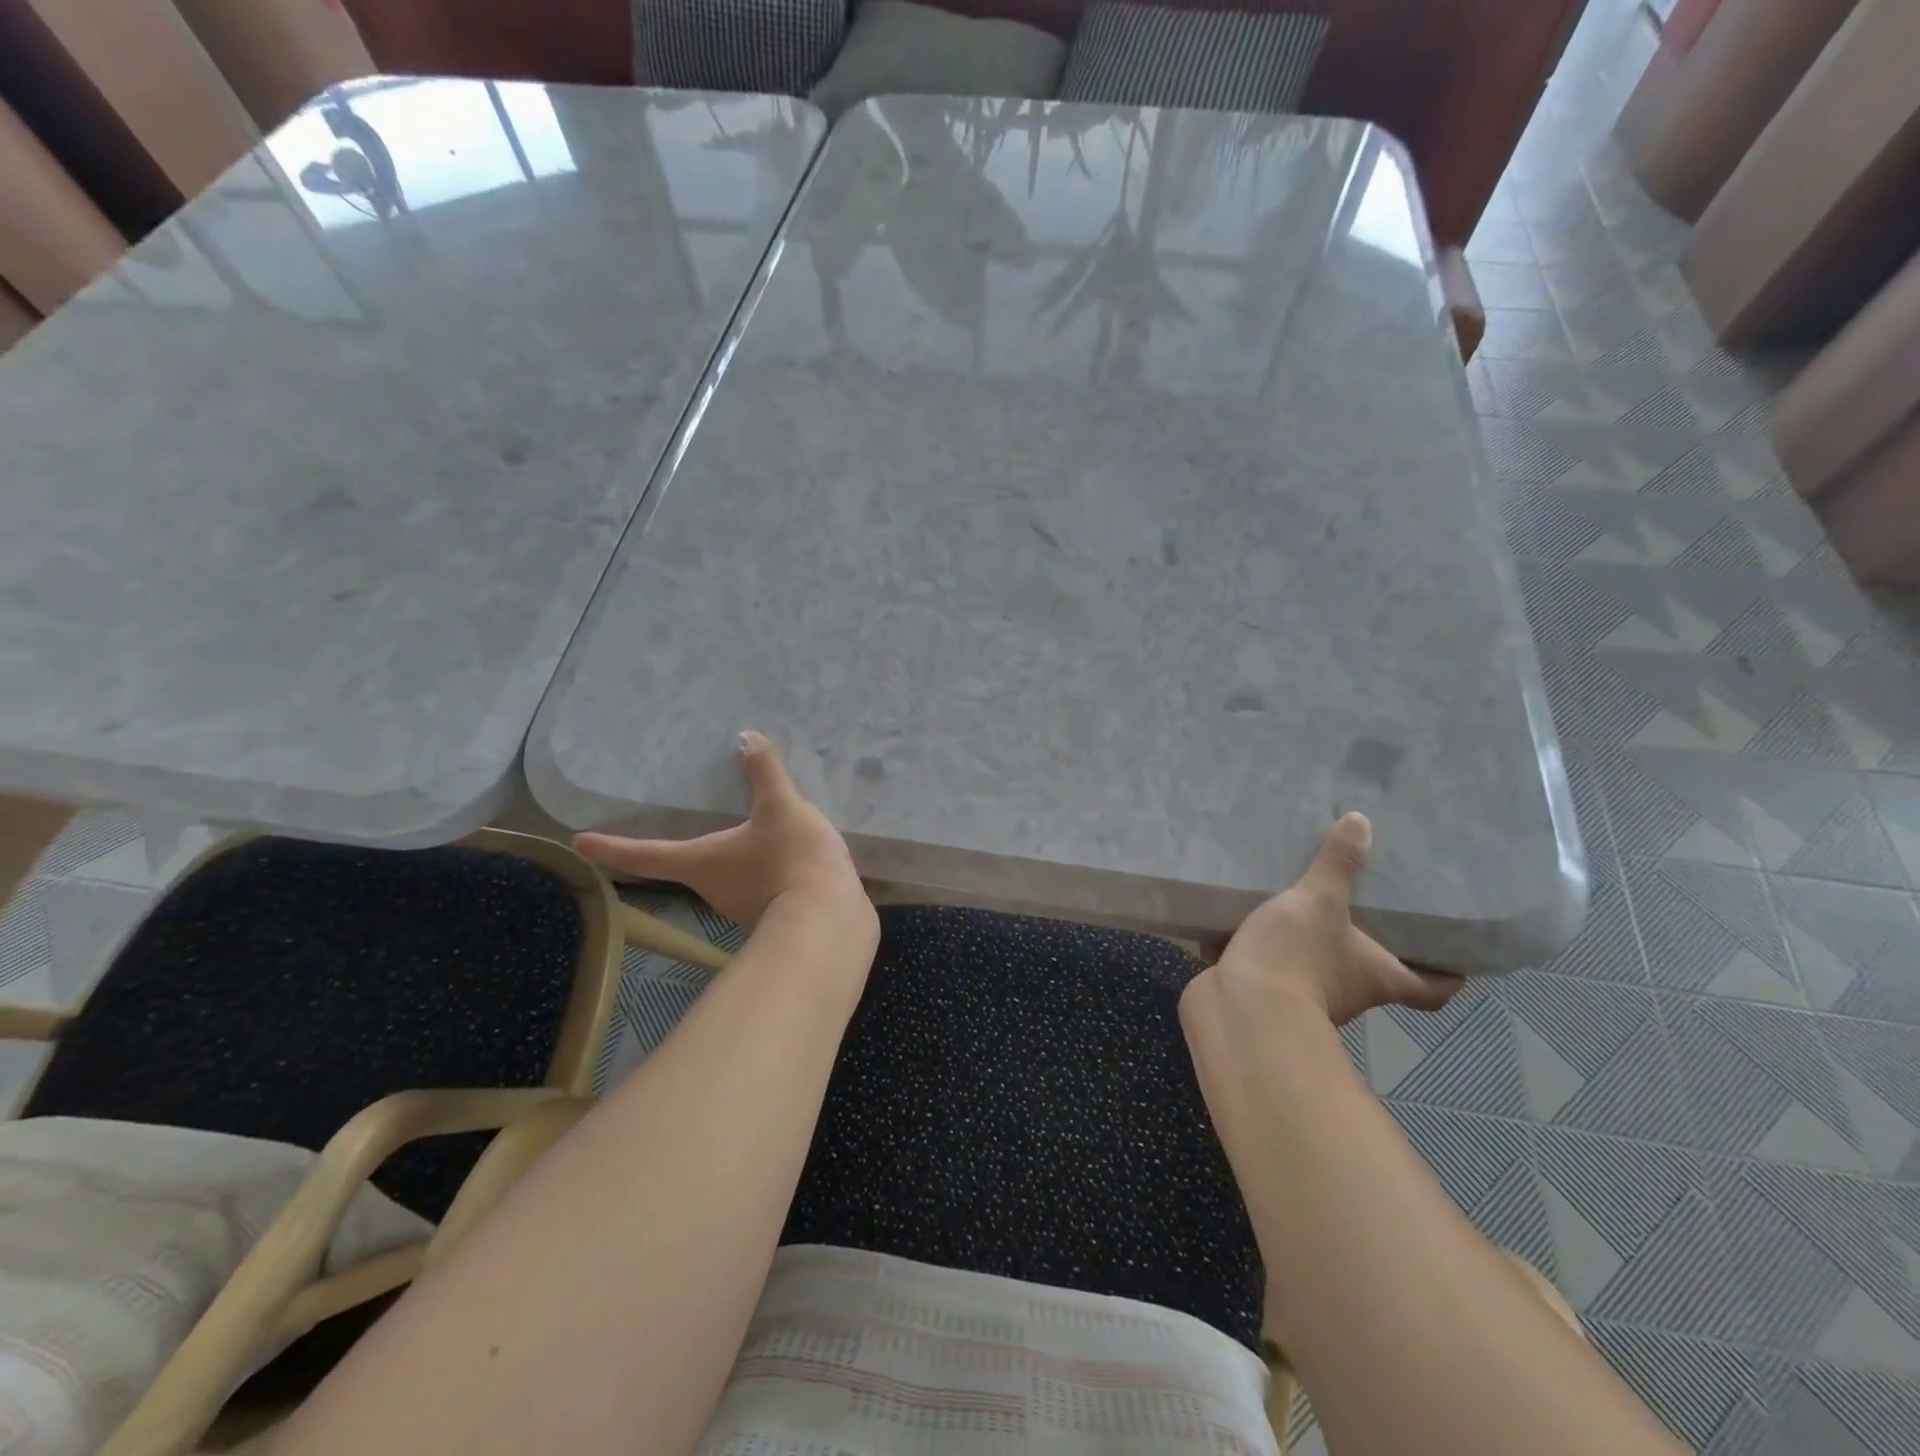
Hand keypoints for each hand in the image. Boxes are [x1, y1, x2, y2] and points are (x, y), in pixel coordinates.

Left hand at [575, 731, 871, 932]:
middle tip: (682, 827)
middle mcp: (712, 890)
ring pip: (729, 877)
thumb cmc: (790, 860)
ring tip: (752, 833)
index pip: (646, 855)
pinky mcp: (775, 915)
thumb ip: (765, 773)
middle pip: (688, 868)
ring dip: (734, 859)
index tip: (580, 843)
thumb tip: (746, 737)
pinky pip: (763, 886)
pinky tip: (788, 855)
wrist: (830, 922)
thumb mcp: (781, 807)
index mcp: (701, 863)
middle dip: (686, 850)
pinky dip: (767, 870)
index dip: (612, 847)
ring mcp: (743, 908)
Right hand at [1185, 813, 1461, 1030]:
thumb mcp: (1319, 902)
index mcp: (1381, 978)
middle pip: (1377, 975)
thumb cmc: (1298, 957)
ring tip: (1307, 905)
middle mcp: (1354, 994)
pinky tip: (1259, 921)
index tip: (1454, 956)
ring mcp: (1310, 999)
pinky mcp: (1269, 994)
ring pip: (1325, 970)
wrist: (1241, 1006)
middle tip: (1369, 907)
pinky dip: (1275, 950)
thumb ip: (1338, 865)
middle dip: (1372, 946)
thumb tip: (1360, 822)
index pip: (1431, 989)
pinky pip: (1278, 967)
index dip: (1447, 974)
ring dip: (1319, 946)